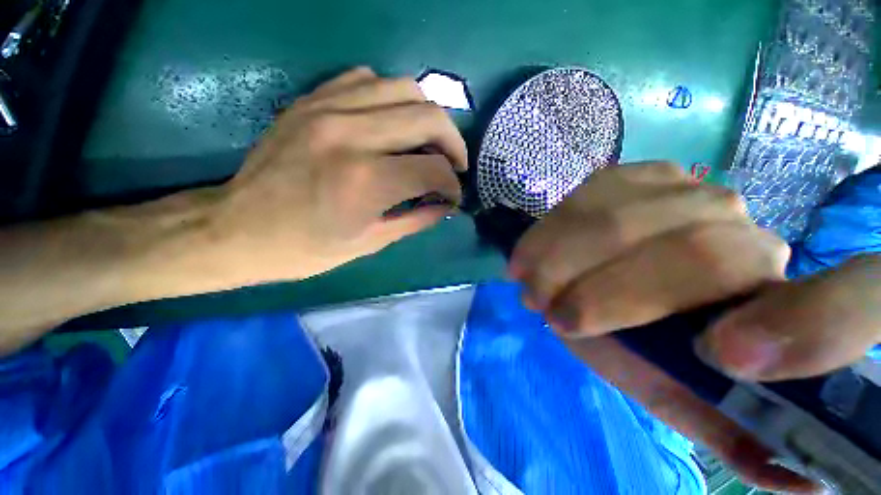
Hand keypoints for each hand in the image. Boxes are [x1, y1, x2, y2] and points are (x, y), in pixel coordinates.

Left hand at [215, 67, 466, 279]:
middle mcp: (352, 134)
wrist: (237, 229)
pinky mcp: (311, 100)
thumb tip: (446, 206)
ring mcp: (328, 108)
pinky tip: (391, 124)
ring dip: (427, 116)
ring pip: (404, 88)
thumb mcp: (370, 243)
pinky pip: (367, 79)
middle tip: (454, 165)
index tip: (453, 195)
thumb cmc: (306, 248)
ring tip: (428, 143)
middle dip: (453, 143)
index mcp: (366, 181)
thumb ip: (416, 219)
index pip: (434, 169)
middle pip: (429, 116)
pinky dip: (392, 99)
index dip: (452, 184)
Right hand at [510, 162, 880, 492]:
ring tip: (527, 280)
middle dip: (601, 292)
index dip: (809, 329)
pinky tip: (532, 251)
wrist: (603, 277)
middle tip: (543, 308)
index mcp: (778, 303)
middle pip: (691, 254)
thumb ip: (720, 426)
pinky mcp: (643, 174)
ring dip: (560, 256)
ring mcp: (695, 191)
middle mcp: (753, 234)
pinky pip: (592, 195)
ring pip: (625, 219)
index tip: (725, 359)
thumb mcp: (673, 389)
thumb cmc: (638, 338)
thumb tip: (798, 482)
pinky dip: (551, 229)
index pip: (845, 305)